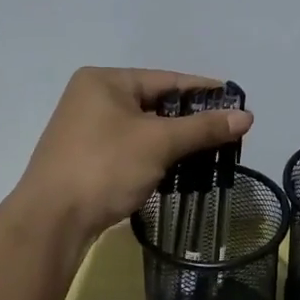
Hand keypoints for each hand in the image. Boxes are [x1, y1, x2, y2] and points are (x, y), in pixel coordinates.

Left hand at [15, 68, 252, 242]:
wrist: (51, 221)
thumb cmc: (105, 167)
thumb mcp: (159, 143)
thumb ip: (203, 128)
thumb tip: (248, 117)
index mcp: (104, 81)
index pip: (166, 79)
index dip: (203, 90)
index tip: (236, 101)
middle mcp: (92, 98)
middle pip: (155, 103)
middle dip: (191, 119)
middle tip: (227, 130)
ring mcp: (86, 130)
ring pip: (144, 128)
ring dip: (175, 140)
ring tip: (211, 151)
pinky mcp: (87, 158)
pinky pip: (131, 148)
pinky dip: (156, 155)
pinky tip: (180, 169)